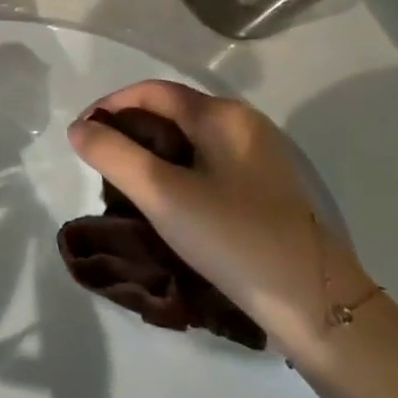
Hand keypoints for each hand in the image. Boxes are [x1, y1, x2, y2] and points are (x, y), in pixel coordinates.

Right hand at [66, 81, 375, 362]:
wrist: (317, 305)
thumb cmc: (233, 238)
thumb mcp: (162, 194)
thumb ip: (113, 154)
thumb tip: (79, 128)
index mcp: (222, 115)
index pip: (151, 92)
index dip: (110, 107)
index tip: (81, 138)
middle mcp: (245, 125)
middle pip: (172, 112)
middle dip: (130, 132)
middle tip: (101, 166)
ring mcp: (262, 157)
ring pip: (191, 141)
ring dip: (153, 154)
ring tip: (127, 187)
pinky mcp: (269, 189)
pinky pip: (210, 165)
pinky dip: (179, 172)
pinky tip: (169, 205)